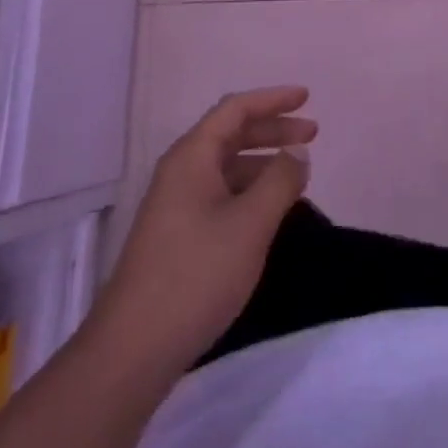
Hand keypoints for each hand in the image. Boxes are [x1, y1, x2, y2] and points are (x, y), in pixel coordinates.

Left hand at [92, 86, 315, 375]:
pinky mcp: (177, 235)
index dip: (273, 99)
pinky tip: (269, 209)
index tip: (307, 98)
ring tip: (297, 174)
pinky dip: (249, 189)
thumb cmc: (196, 275)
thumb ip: (280, 180)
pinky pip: (220, 193)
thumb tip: (297, 150)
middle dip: (272, 129)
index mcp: (192, 157)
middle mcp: (181, 172)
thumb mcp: (250, 224)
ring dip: (263, 161)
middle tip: (313, 134)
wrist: (133, 350)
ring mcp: (175, 204)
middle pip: (231, 134)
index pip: (235, 109)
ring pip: (226, 166)